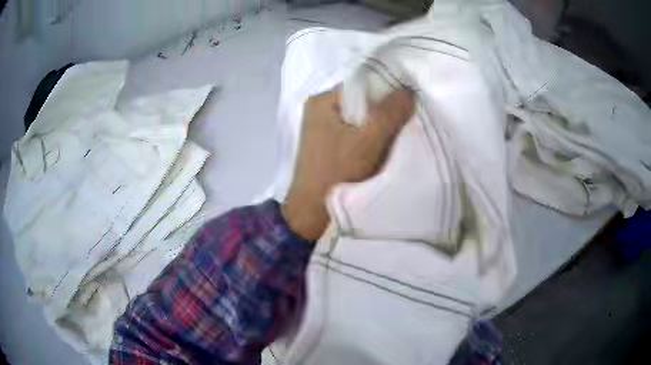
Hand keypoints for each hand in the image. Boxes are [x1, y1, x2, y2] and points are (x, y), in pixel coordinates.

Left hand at [282, 87, 414, 240]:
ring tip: (389, 140)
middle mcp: (318, 109)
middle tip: (399, 126)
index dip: (385, 94)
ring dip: (374, 128)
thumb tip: (409, 90)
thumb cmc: (337, 171)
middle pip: (359, 103)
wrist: (311, 211)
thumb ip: (390, 113)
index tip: (403, 108)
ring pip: (357, 120)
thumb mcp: (368, 140)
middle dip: (380, 114)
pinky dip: (365, 139)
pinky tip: (375, 151)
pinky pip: (350, 134)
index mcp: (322, 101)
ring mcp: (319, 128)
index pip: (360, 86)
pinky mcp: (324, 144)